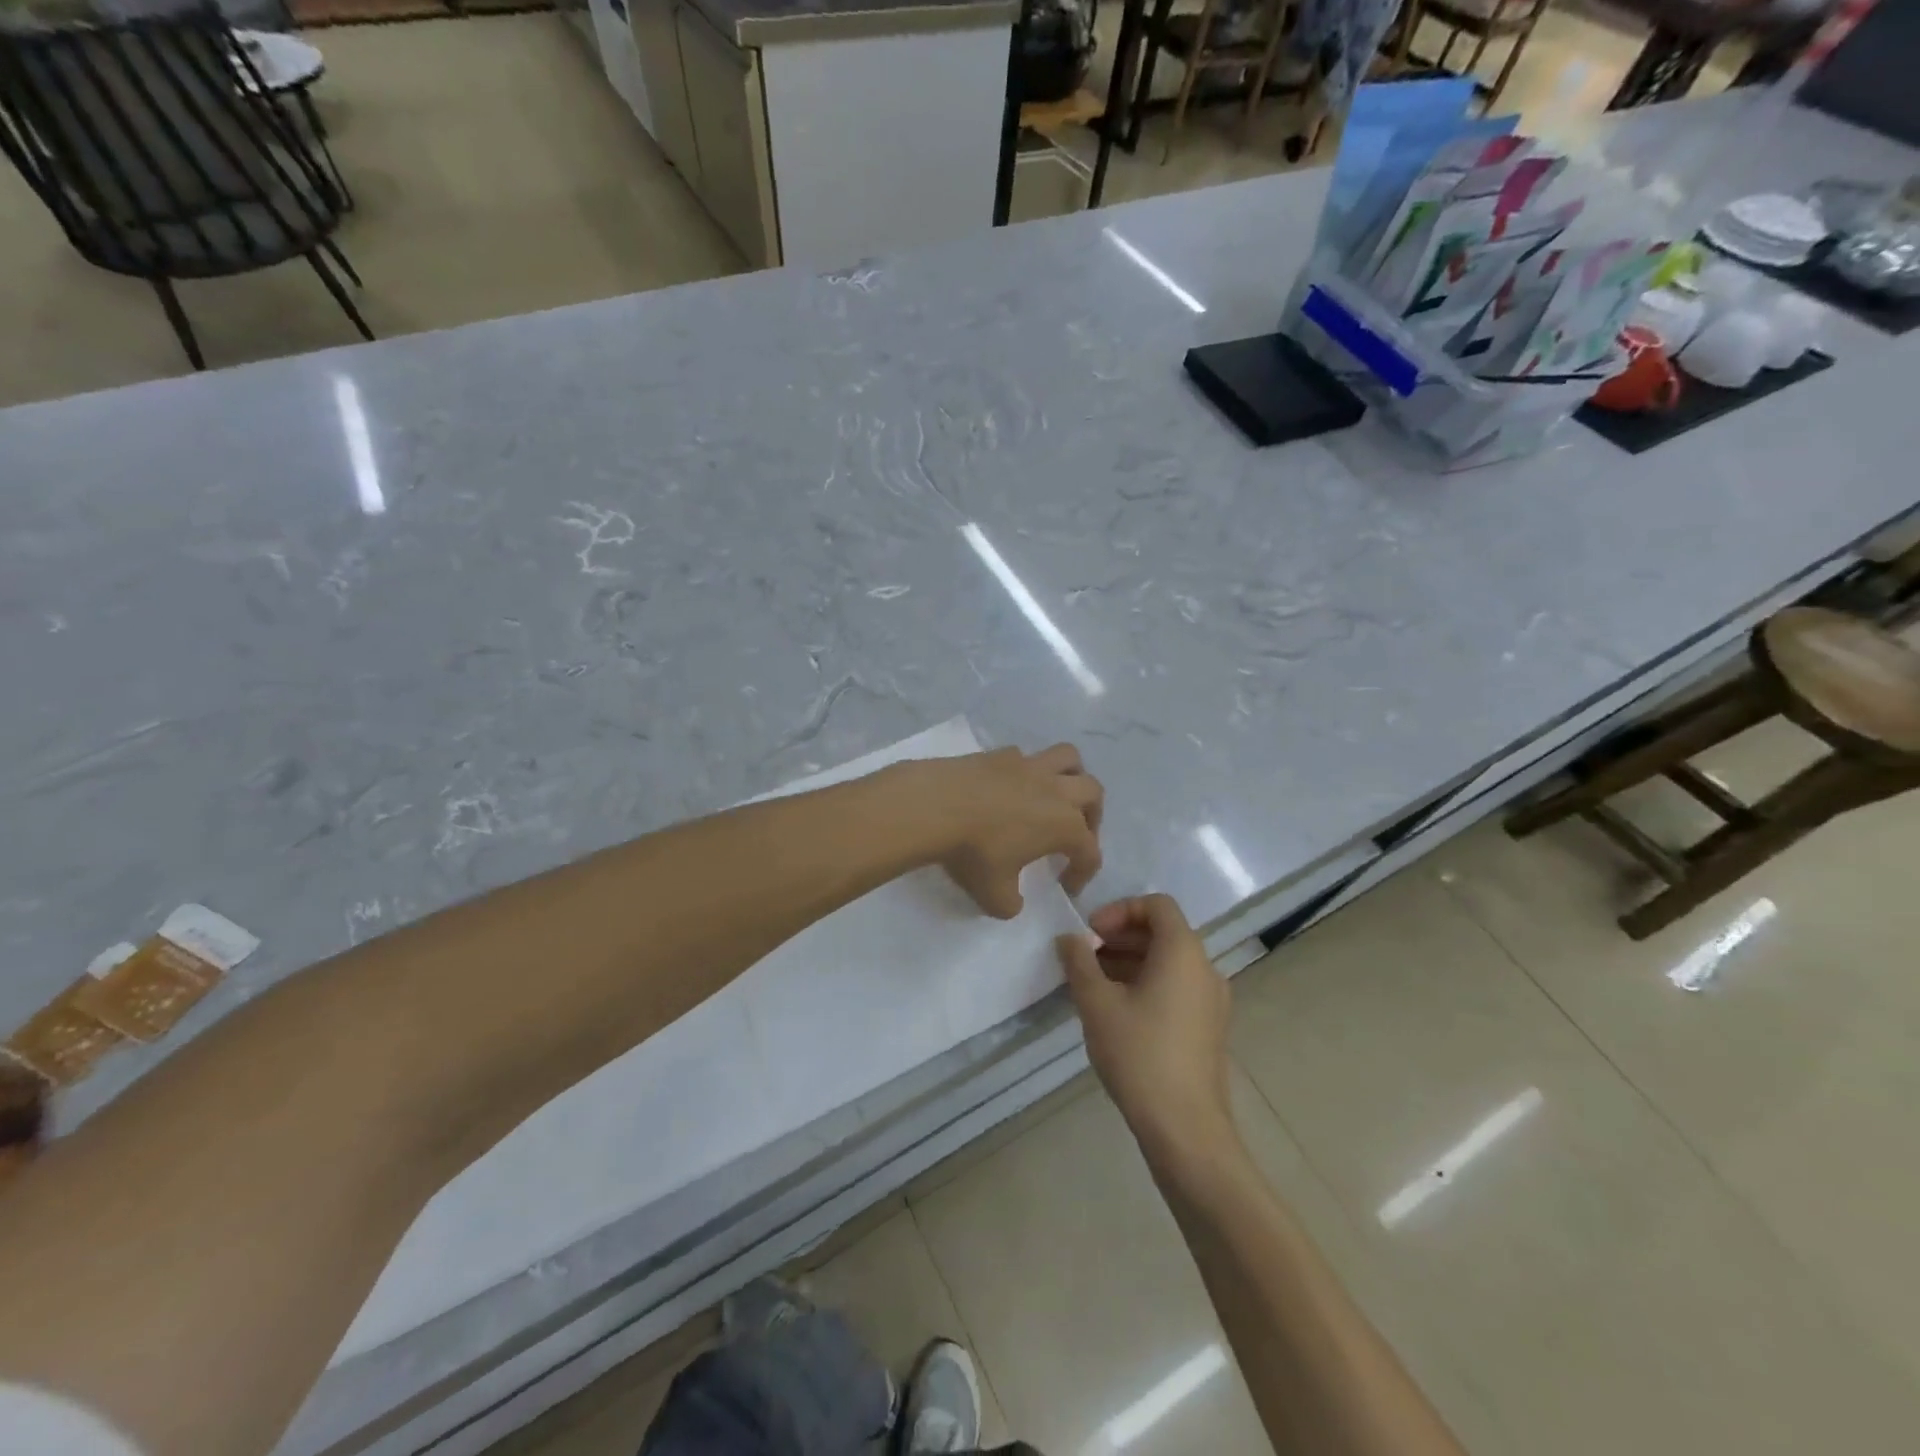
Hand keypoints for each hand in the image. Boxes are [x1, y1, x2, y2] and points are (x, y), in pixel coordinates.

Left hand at [903, 744, 1102, 917]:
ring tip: (1055, 796)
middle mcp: (1055, 790)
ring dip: (1071, 776)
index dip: (1083, 873)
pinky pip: (1026, 757)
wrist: (934, 806)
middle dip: (1092, 815)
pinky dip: (1028, 771)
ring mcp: (1028, 766)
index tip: (1066, 887)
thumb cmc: (973, 852)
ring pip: (1068, 758)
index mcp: (1064, 825)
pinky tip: (1010, 788)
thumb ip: (1011, 903)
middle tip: (1074, 835)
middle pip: (1092, 793)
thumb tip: (1013, 901)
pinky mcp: (999, 753)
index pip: (1089, 852)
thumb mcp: (994, 895)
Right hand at [1057, 895, 1236, 1172]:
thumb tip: (1069, 939)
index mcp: (1183, 952)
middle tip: (1085, 956)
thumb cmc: (1140, 1055)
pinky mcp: (1209, 1027)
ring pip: (1169, 962)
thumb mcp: (1097, 1004)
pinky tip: (1117, 1010)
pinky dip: (1147, 983)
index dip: (1120, 910)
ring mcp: (1212, 1000)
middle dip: (1121, 936)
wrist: (1185, 1129)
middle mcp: (1205, 968)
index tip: (1090, 933)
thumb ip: (1079, 962)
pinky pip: (1177, 987)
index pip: (1157, 905)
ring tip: (1094, 983)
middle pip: (1163, 932)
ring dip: (1130, 961)